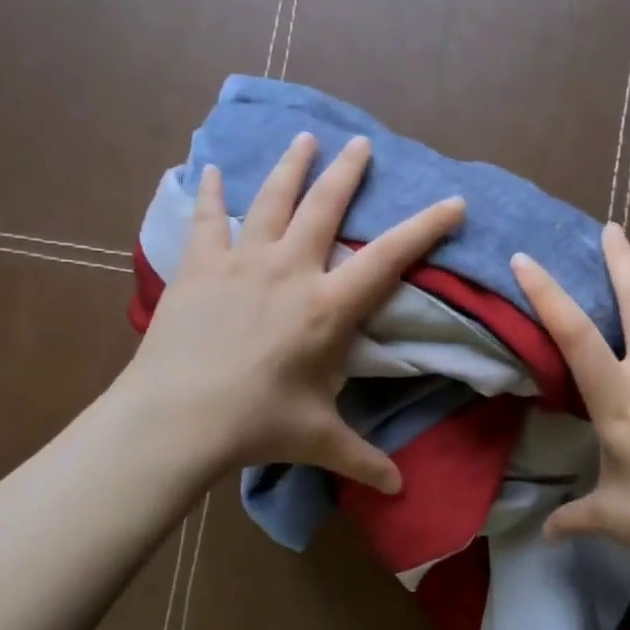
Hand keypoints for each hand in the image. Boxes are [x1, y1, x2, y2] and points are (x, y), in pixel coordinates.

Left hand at [118, 132, 464, 491]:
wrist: (177, 418)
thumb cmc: (257, 425)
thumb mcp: (318, 441)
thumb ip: (363, 460)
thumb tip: (399, 490)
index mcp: (328, 307)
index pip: (389, 258)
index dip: (425, 228)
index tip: (453, 201)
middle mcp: (290, 270)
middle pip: (325, 207)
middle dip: (348, 172)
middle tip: (361, 143)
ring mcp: (242, 262)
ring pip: (272, 200)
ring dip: (291, 167)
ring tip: (304, 139)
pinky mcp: (200, 267)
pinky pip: (208, 220)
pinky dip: (213, 193)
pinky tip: (214, 170)